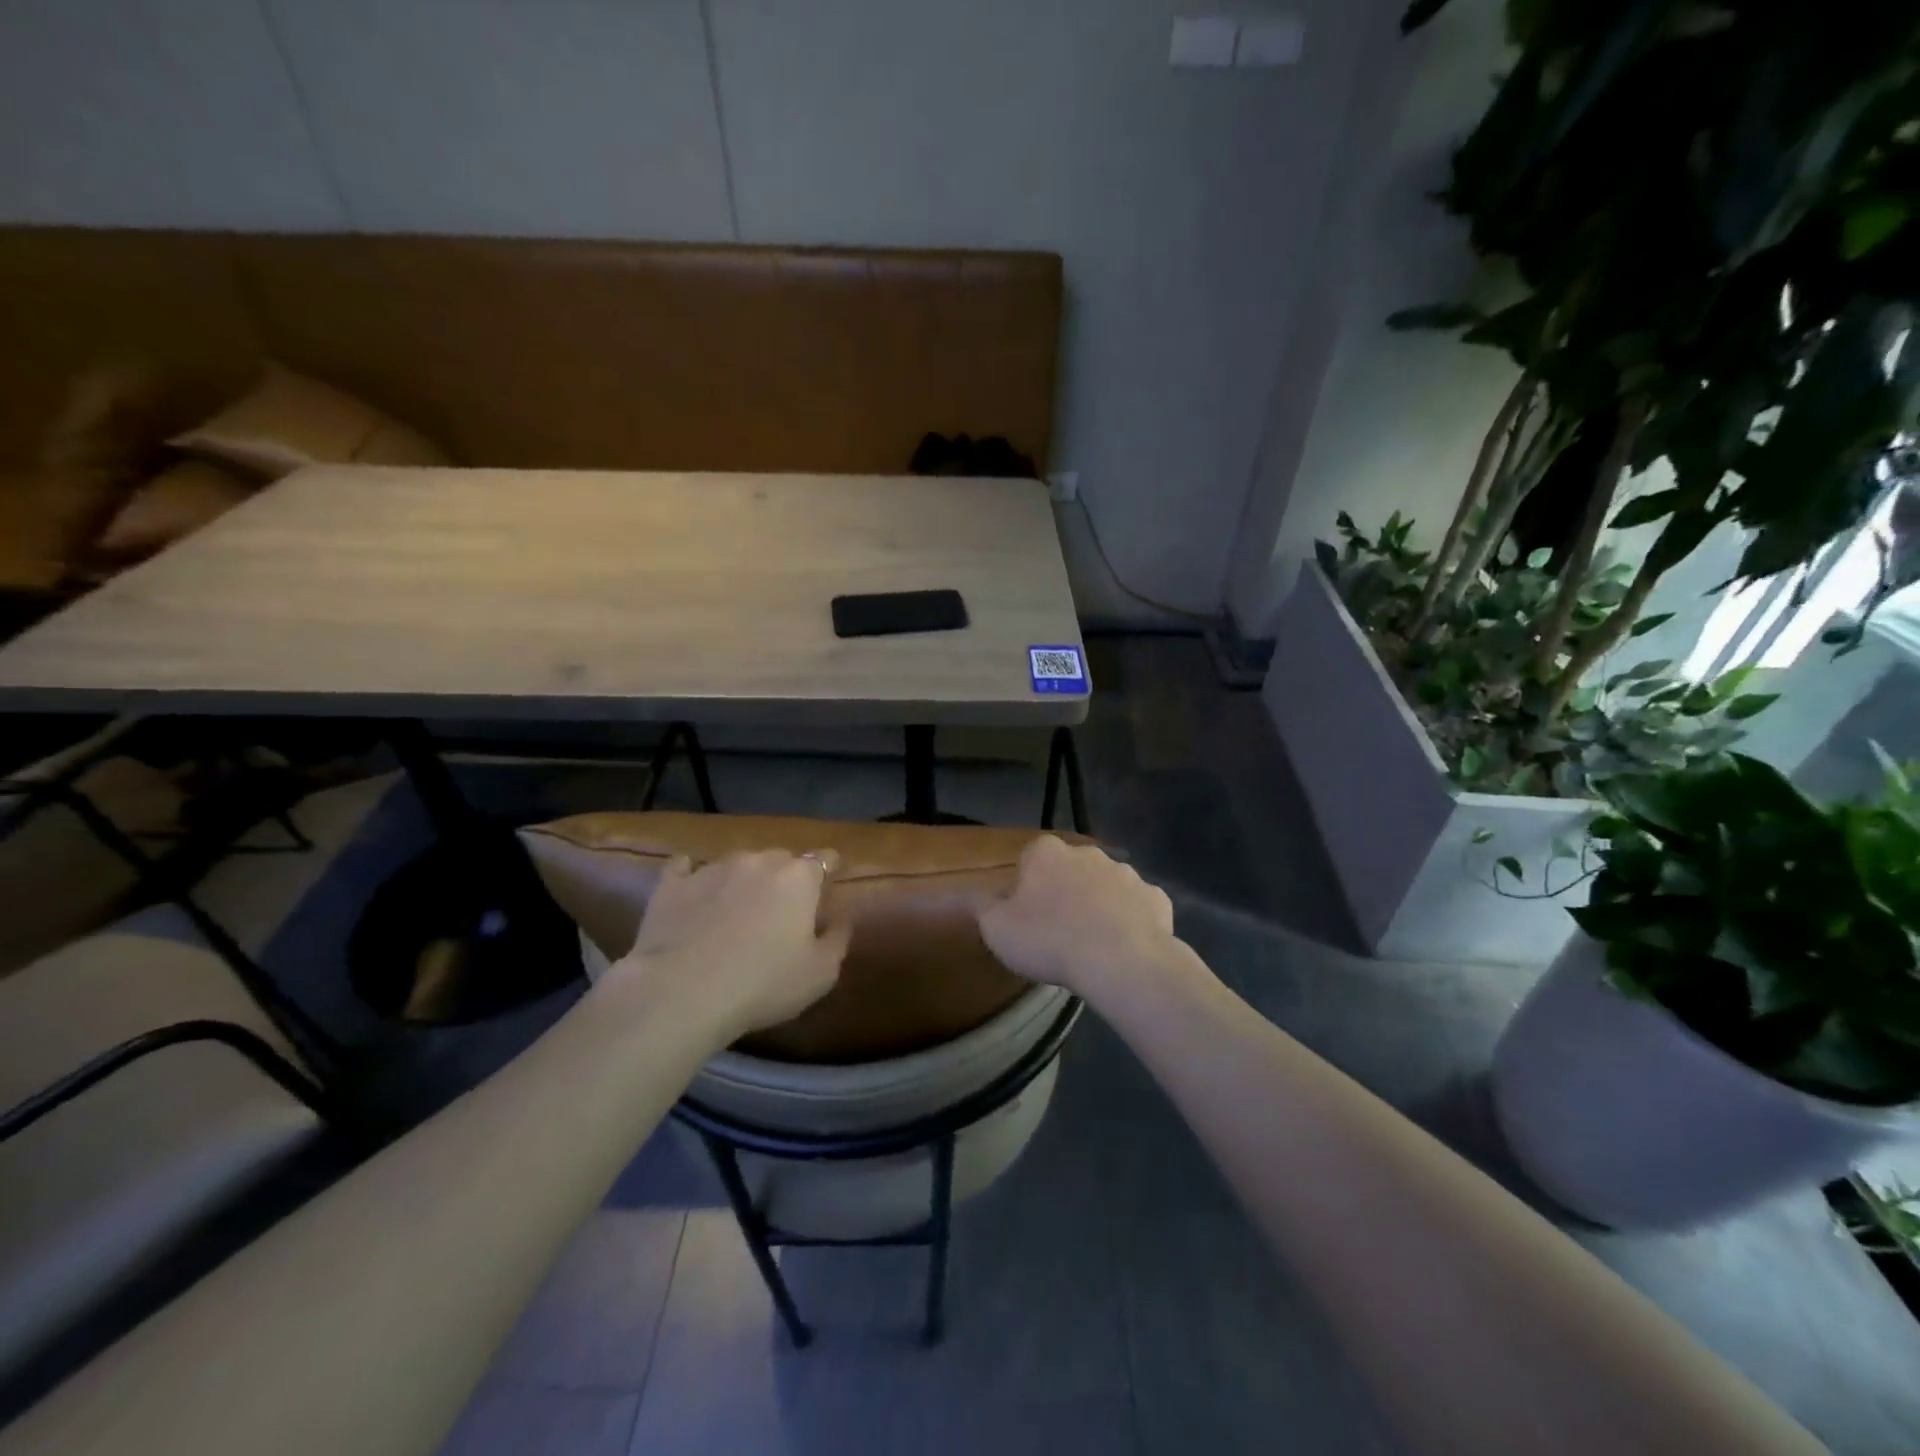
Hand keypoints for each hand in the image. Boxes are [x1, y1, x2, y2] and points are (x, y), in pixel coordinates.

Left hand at [602, 850, 851, 1042]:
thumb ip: (838, 938)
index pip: (825, 858)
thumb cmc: (764, 984)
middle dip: (785, 877)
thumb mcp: (821, 973)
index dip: (829, 870)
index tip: (828, 887)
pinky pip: (684, 868)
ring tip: (736, 908)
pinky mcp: (672, 884)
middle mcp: (758, 861)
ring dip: (742, 879)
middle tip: (781, 908)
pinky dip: (692, 875)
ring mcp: (712, 868)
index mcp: (799, 877)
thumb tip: (842, 917)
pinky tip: (691, 888)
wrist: (683, 993)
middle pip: (780, 859)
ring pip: (737, 863)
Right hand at [978, 837, 1177, 1003]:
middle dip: (1065, 891)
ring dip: (1099, 905)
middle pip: (1071, 869)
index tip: (1026, 915)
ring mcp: (1126, 873)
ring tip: (1092, 944)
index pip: (1031, 858)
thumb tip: (977, 896)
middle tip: (1058, 930)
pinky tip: (1124, 949)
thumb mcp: (997, 929)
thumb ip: (984, 908)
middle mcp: (1087, 853)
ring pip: (1106, 886)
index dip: (1028, 886)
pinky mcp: (1156, 897)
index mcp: (1047, 853)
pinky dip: (1131, 922)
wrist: (1120, 960)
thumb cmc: (1049, 940)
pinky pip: (1137, 907)